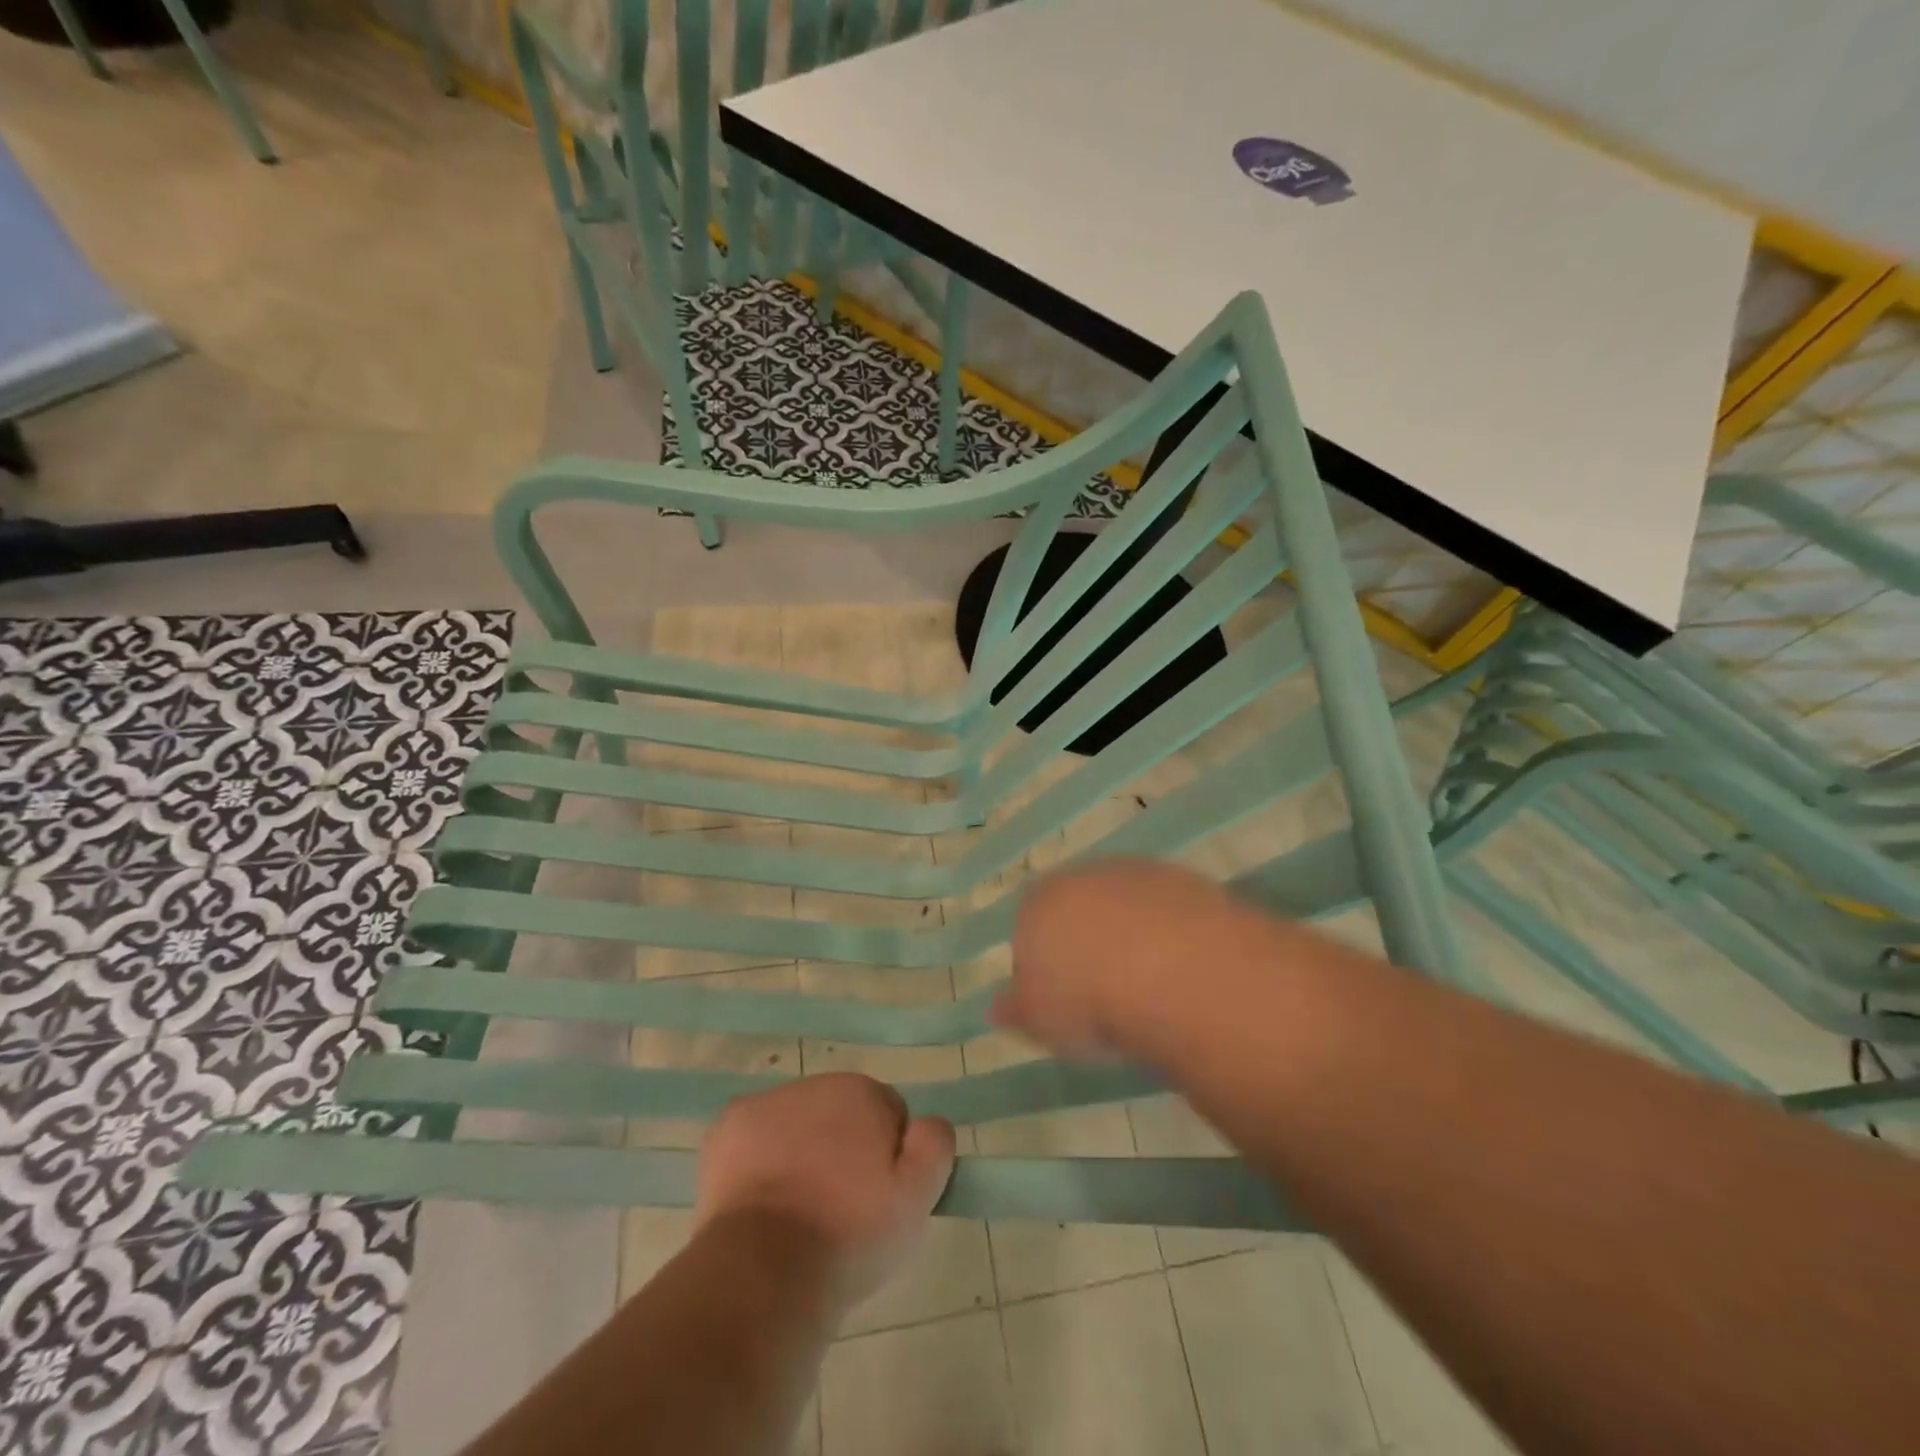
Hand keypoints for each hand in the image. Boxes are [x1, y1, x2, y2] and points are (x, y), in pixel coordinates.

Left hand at [696, 1073, 955, 1312]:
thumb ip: (935, 1144)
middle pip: (840, 1116)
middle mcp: (815, 1084)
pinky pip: (755, 1139)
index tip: (876, 1199)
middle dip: (843, 1150)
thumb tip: (928, 1123)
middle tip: (840, 1209)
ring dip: (802, 1154)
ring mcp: (766, 1104)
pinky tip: (762, 1203)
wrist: (764, 1270)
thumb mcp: (917, 1198)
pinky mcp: (727, 1129)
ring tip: (799, 1214)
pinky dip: (760, 1161)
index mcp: (862, 1091)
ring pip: (797, 1126)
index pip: (887, 1114)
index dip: (887, 1158)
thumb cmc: (849, 1234)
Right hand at [996, 858, 1250, 1057]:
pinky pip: (1167, 906)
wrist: (1170, 969)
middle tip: (1104, 989)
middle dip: (1087, 940)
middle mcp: (1080, 876)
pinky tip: (1182, 965)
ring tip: (1148, 983)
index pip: (1029, 926)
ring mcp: (1134, 872)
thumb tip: (997, 1008)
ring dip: (1131, 932)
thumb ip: (1016, 1010)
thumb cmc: (1088, 999)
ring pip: (1124, 902)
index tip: (1062, 998)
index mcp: (1036, 904)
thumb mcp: (1040, 1022)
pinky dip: (1170, 929)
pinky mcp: (1181, 877)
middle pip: (1077, 907)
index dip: (1044, 961)